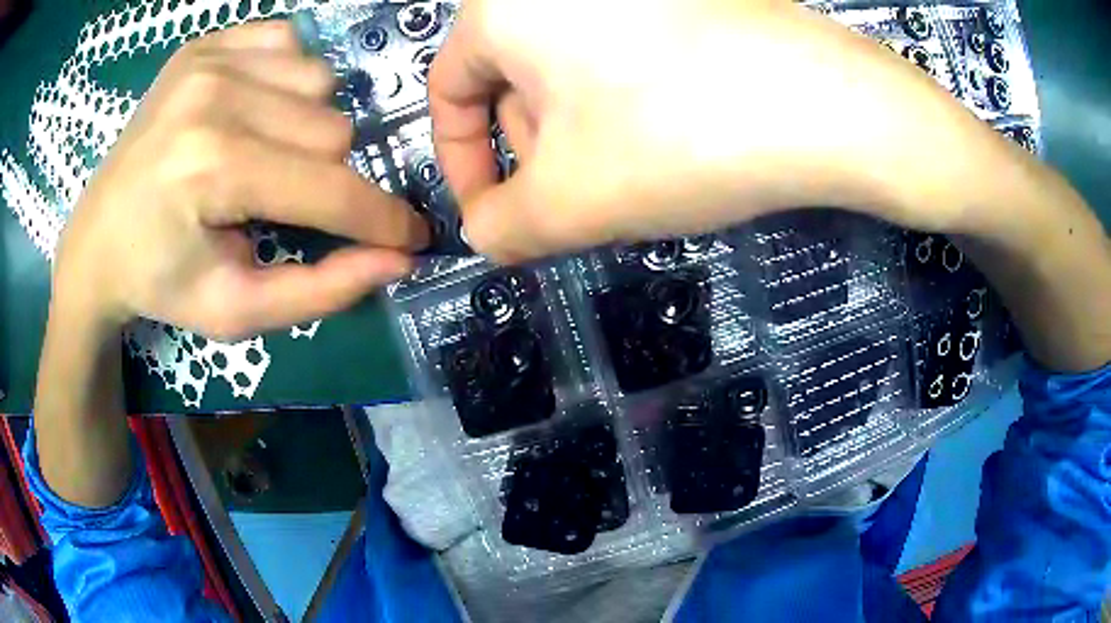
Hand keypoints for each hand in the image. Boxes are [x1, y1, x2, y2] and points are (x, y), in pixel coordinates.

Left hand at [55, 21, 427, 340]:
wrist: (96, 240)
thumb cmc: (160, 281)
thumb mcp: (235, 310)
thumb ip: (319, 291)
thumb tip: (396, 259)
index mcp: (210, 166)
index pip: (327, 187)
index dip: (380, 218)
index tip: (412, 237)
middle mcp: (214, 94)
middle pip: (330, 129)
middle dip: (326, 179)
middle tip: (284, 207)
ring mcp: (210, 57)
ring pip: (320, 85)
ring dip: (308, 130)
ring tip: (265, 160)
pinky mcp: (207, 41)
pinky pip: (291, 46)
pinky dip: (289, 85)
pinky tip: (254, 115)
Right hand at [429, 0, 1002, 261]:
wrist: (829, 104)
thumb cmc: (683, 135)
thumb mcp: (571, 201)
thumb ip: (501, 228)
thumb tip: (483, 232)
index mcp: (507, 7)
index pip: (447, 91)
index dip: (461, 163)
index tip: (491, 214)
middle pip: (512, 79)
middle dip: (533, 151)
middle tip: (574, 202)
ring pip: (570, 70)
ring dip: (581, 134)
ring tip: (628, 177)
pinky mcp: (680, 1)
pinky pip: (622, 55)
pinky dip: (624, 104)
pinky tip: (666, 136)